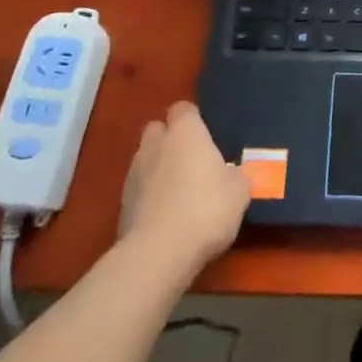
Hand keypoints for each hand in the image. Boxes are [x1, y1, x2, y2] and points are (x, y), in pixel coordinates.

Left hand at [119, 102, 249, 275]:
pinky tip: (165, 215)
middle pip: (158, 129)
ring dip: (158, 168)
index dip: (194, 120)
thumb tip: (233, 174)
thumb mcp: (240, 191)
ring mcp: (134, 174)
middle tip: (191, 160)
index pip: (184, 109)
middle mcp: (155, 145)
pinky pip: (138, 189)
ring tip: (178, 191)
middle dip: (169, 140)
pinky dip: (149, 196)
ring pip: (145, 159)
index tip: (207, 135)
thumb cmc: (207, 208)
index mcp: (185, 132)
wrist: (159, 252)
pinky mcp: (121, 205)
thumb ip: (236, 175)